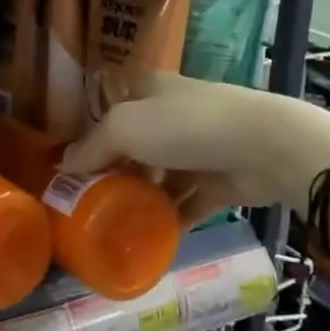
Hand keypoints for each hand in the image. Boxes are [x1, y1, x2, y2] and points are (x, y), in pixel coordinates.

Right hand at [60, 72, 328, 225]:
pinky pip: (187, 203)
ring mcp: (198, 149)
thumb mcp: (125, 127)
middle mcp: (171, 115)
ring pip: (159, 176)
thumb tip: (63, 165)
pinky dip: (171, 219)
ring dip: (141, 199)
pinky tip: (150, 240)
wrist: (266, 148)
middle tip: (86, 202)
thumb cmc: (185, 126)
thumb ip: (92, 146)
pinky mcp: (219, 181)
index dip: (88, 133)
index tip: (68, 165)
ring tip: (113, 226)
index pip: (110, 108)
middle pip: (133, 145)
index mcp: (148, 90)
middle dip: (112, 172)